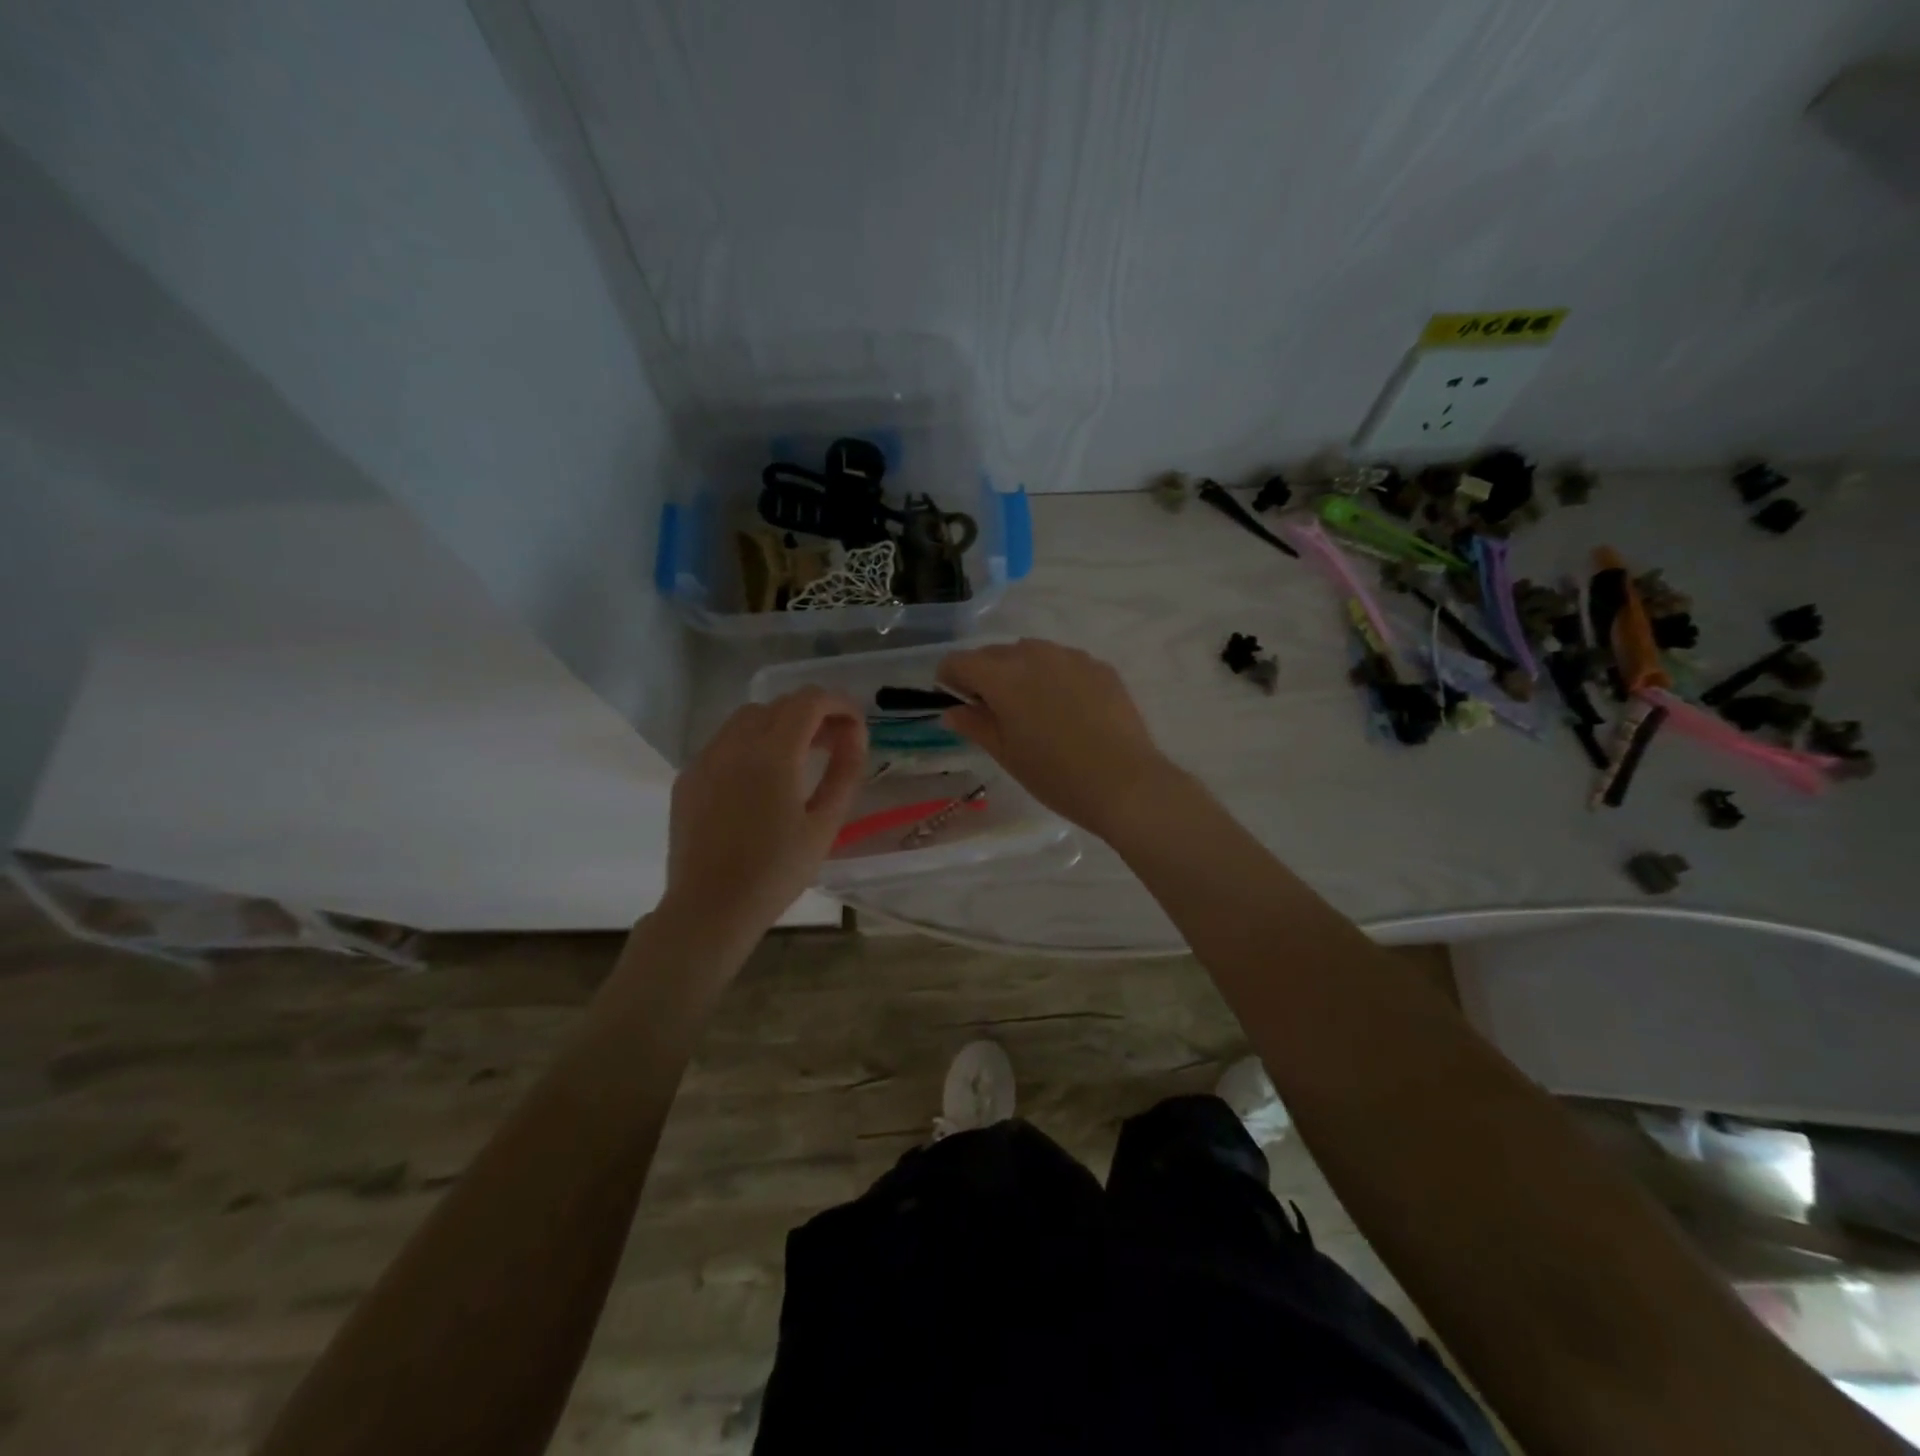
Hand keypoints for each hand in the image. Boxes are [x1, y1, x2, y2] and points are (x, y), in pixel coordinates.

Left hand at [661, 689, 866, 938]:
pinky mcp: (688, 777)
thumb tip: (855, 736)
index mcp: (773, 754)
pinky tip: (761, 779)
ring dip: (780, 724)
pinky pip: (724, 742)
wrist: (710, 909)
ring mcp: (705, 759)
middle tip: (834, 743)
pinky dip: (750, 743)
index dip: (839, 704)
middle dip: (812, 713)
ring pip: (747, 718)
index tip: (855, 724)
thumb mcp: (825, 824)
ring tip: (799, 757)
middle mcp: (735, 744)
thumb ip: (845, 772)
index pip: (809, 701)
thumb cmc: (776, 872)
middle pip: (779, 704)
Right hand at [937, 639, 1173, 837]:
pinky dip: (1054, 677)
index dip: (949, 678)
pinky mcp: (1100, 667)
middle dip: (985, 675)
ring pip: (1031, 653)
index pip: (960, 662)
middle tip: (992, 711)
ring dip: (1020, 672)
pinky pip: (1064, 663)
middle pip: (995, 653)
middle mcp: (1035, 654)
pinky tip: (1067, 709)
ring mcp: (1071, 657)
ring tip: (1032, 708)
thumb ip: (975, 725)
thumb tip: (953, 711)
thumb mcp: (1006, 754)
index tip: (955, 701)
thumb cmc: (1055, 775)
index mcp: (1003, 676)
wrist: (1125, 783)